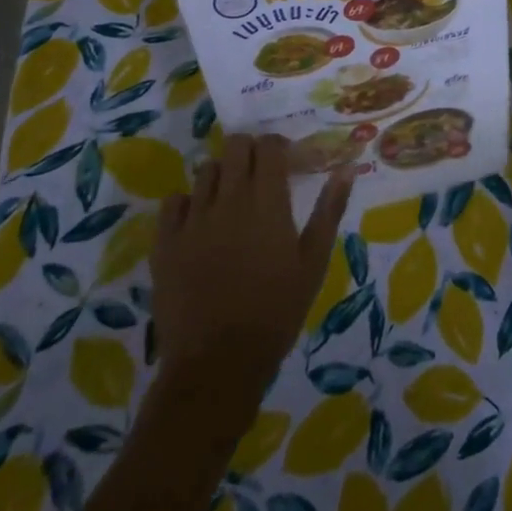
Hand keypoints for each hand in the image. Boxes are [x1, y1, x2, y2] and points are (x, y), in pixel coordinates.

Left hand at [151, 134, 353, 400]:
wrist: (218, 364)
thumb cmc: (276, 311)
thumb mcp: (313, 261)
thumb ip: (329, 209)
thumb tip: (346, 168)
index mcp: (267, 202)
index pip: (269, 147)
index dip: (279, 147)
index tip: (288, 163)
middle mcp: (229, 200)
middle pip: (236, 146)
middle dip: (251, 152)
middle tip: (260, 176)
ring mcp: (193, 219)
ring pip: (206, 170)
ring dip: (222, 175)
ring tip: (231, 200)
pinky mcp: (165, 242)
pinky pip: (173, 202)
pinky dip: (187, 203)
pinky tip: (199, 222)